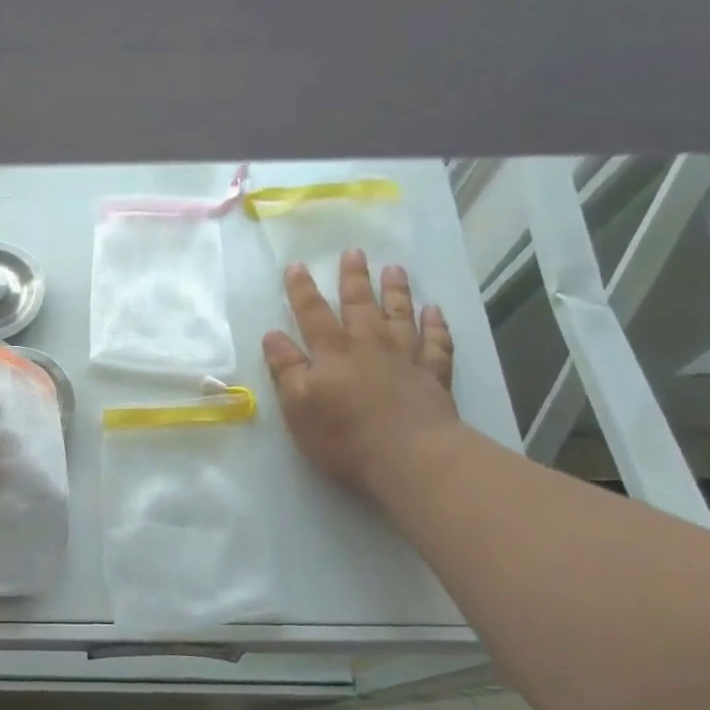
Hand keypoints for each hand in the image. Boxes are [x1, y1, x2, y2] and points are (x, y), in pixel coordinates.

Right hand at [262, 252, 459, 496]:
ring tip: (395, 269)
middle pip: (359, 304)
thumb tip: (272, 335)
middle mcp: (369, 345)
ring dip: (396, 291)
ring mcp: (406, 358)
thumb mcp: (298, 406)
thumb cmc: (344, 436)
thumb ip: (285, 368)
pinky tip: (435, 311)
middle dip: (354, 278)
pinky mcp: (434, 375)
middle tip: (354, 252)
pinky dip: (436, 325)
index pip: (312, 313)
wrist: (411, 457)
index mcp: (332, 352)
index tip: (297, 266)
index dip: (302, 290)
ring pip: (400, 315)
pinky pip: (437, 342)